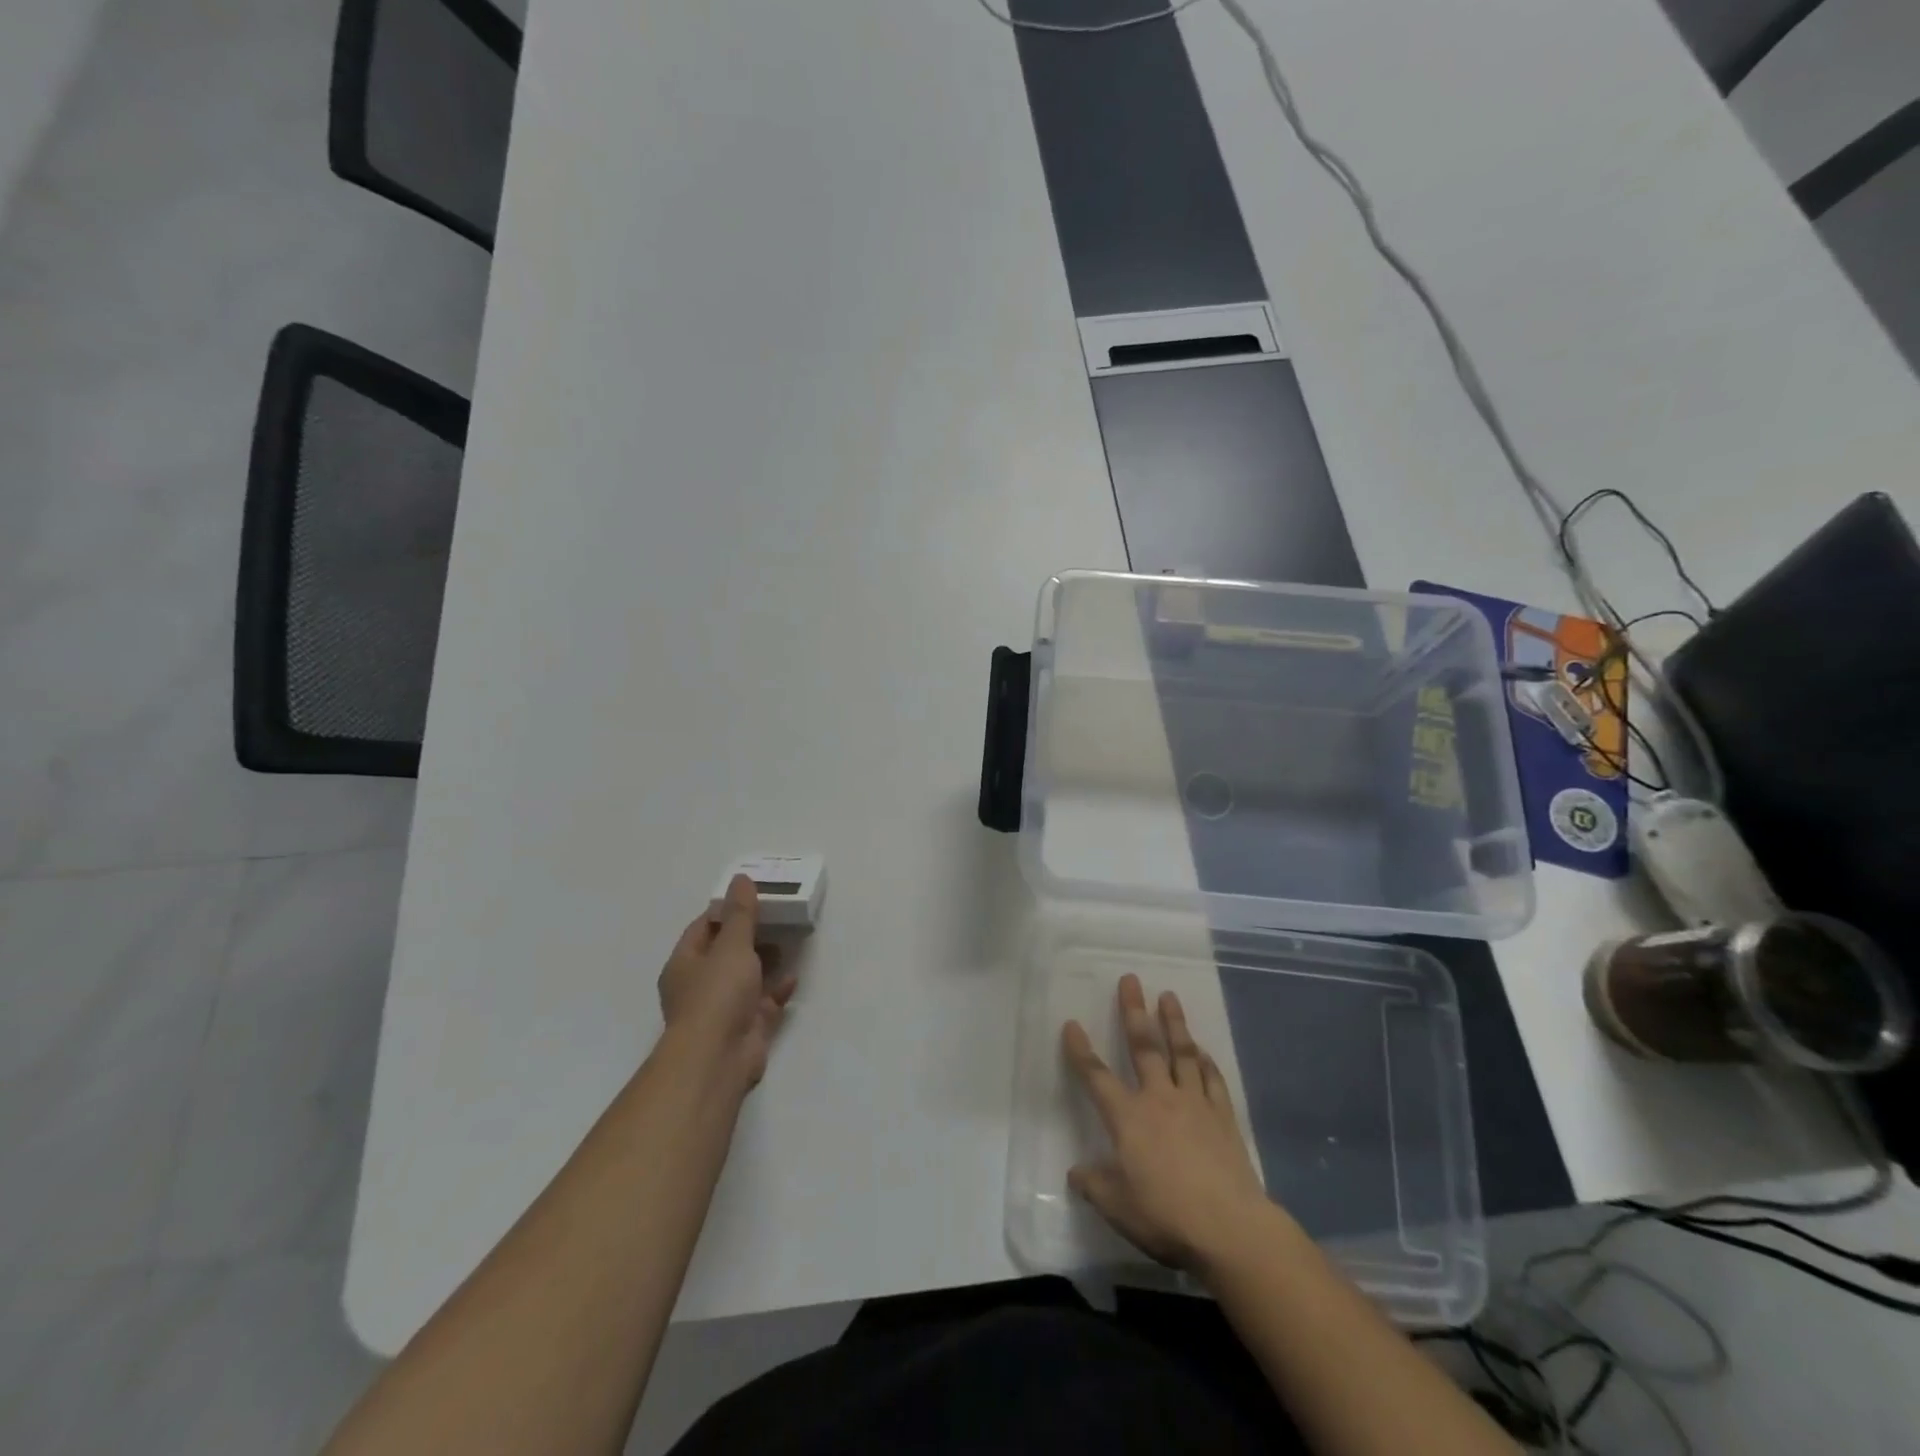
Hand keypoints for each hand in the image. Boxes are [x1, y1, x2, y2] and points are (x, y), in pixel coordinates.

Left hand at [658, 876, 796, 1090]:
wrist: (718, 1058)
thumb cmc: (717, 994)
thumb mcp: (731, 945)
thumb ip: (740, 914)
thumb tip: (740, 879)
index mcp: (685, 964)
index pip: (703, 928)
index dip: (726, 911)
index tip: (752, 897)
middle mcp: (700, 986)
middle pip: (725, 953)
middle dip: (750, 936)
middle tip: (778, 916)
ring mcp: (722, 1009)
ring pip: (746, 978)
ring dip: (766, 961)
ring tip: (790, 940)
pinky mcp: (745, 1028)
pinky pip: (763, 1003)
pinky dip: (777, 990)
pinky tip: (794, 977)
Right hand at [1062, 974, 1276, 1272]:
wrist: (1230, 1228)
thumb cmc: (1166, 1216)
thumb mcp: (1118, 1208)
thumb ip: (1094, 1186)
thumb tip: (1076, 1172)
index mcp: (1128, 1118)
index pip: (1096, 1077)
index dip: (1081, 1051)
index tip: (1071, 1024)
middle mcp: (1159, 1099)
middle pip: (1143, 1047)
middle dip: (1133, 1011)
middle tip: (1130, 979)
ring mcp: (1194, 1104)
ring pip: (1181, 1053)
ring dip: (1173, 1022)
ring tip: (1168, 996)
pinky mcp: (1223, 1117)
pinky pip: (1212, 1079)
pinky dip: (1205, 1061)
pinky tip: (1201, 1050)